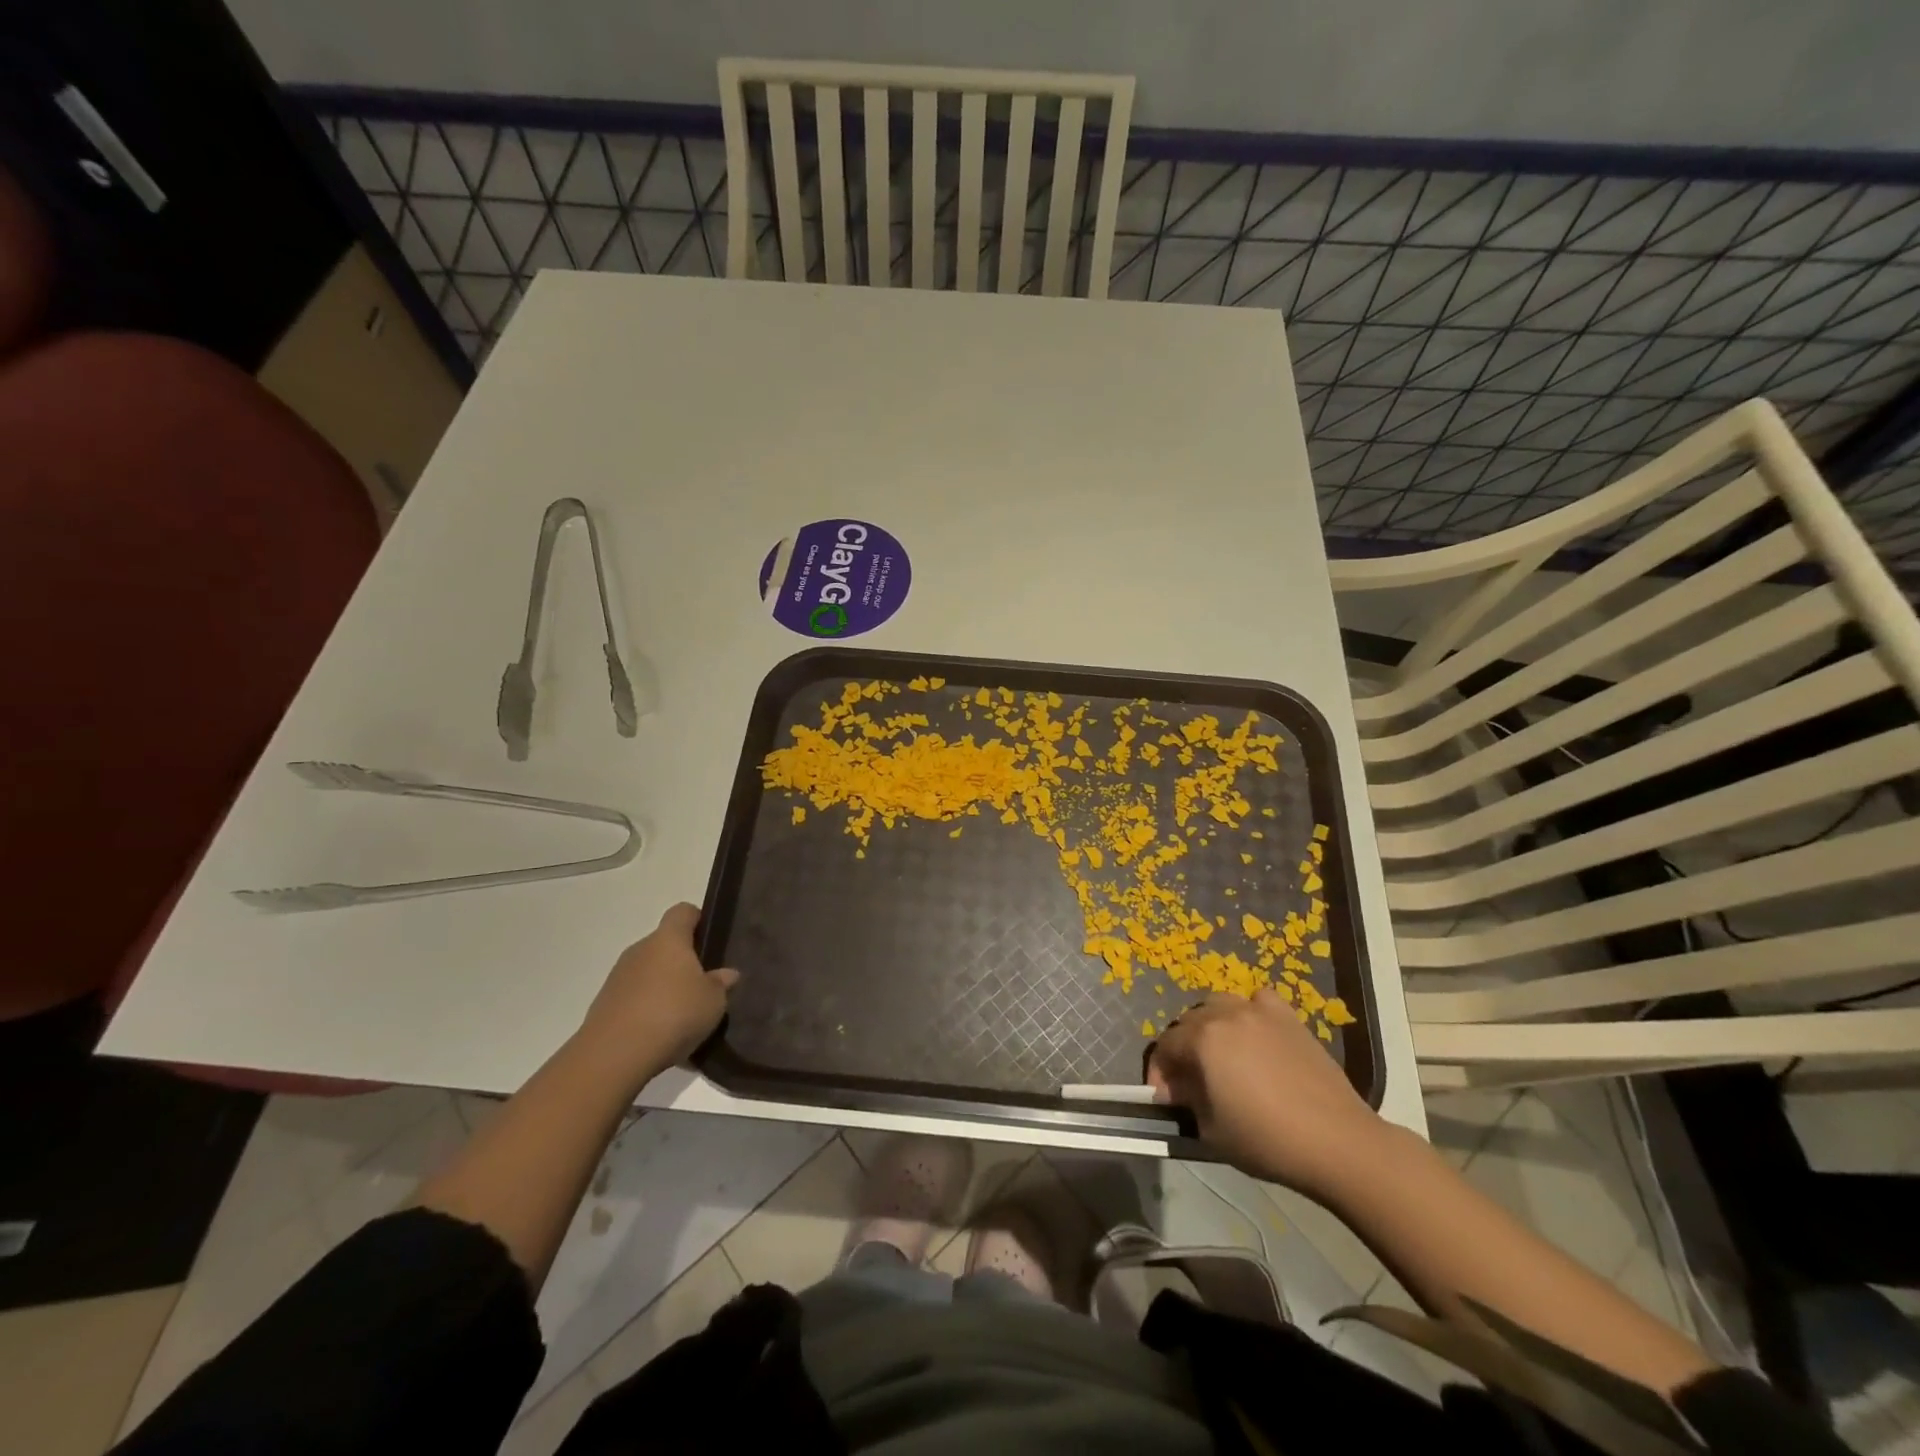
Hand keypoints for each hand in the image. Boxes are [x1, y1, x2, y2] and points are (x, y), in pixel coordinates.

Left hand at [575, 903, 738, 1081]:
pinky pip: (633, 1000)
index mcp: (668, 939)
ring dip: (663, 988)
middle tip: (703, 985)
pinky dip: (647, 1011)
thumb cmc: (673, 1013)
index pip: (683, 912)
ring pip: (648, 974)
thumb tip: (727, 974)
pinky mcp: (604, 1006)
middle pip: (664, 945)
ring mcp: (618, 978)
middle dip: (683, 961)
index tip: (711, 940)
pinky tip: (661, 1037)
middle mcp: (640, 950)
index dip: (698, 920)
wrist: (614, 1055)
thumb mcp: (713, 1001)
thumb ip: (721, 984)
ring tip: (683, 1017)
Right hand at [1148, 989, 1392, 1199]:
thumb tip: (1177, 1088)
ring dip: (1210, 1027)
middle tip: (1190, 1082)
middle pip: (1188, 1022)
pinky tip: (1255, 1037)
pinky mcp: (1288, 1017)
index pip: (1165, 1046)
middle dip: (1182, 1050)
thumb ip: (1187, 1101)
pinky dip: (1248, 1014)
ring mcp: (1259, 1011)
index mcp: (1203, 1040)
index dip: (1159, 1072)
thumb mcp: (1211, 1129)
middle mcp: (1226, 1014)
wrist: (1337, 1141)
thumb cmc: (1268, 1140)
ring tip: (1220, 1056)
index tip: (1165, 1099)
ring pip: (1219, 1005)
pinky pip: (1257, 1002)